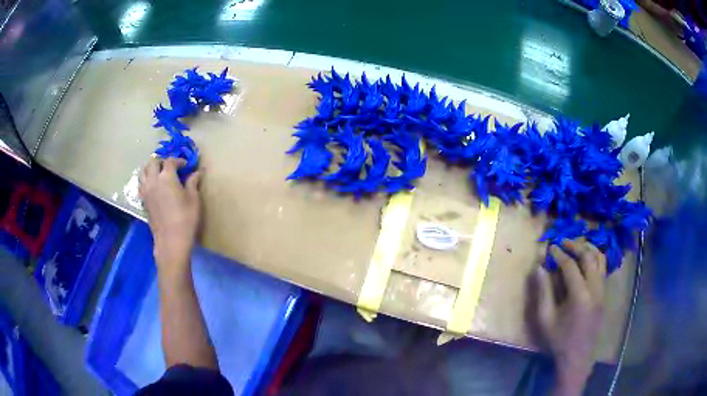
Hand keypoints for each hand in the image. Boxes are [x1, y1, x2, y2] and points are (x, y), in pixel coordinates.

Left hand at [139, 157, 201, 273]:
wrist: (171, 240)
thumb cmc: (186, 219)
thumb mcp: (194, 199)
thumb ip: (193, 183)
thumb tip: (197, 172)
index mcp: (167, 177)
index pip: (170, 161)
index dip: (178, 160)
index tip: (186, 166)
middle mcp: (153, 180)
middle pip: (153, 162)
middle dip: (162, 161)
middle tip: (170, 167)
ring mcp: (146, 191)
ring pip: (143, 171)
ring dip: (150, 168)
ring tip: (158, 173)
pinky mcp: (143, 201)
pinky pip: (141, 184)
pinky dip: (146, 180)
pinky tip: (153, 186)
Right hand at [536, 239, 606, 395]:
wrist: (578, 357)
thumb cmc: (559, 340)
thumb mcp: (545, 319)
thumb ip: (543, 292)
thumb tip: (539, 268)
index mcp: (580, 295)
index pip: (570, 265)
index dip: (559, 254)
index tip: (550, 247)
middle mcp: (595, 288)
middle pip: (589, 257)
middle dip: (576, 245)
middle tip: (563, 241)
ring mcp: (602, 291)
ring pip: (600, 259)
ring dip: (589, 249)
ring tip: (577, 246)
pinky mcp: (604, 295)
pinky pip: (603, 269)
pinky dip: (596, 259)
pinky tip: (587, 261)